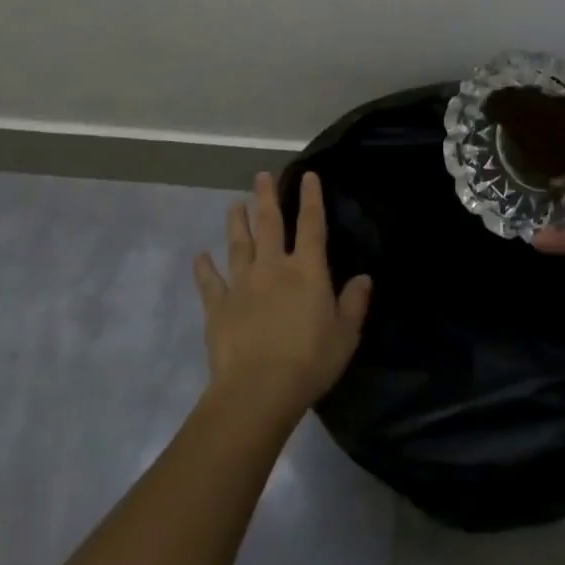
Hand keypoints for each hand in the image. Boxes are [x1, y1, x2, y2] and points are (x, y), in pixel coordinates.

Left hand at [193, 171, 372, 422]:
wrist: (258, 390)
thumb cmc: (310, 361)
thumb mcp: (345, 335)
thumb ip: (354, 303)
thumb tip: (364, 278)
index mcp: (307, 270)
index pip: (312, 225)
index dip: (311, 198)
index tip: (307, 175)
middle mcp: (273, 267)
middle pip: (270, 224)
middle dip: (267, 197)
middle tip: (262, 175)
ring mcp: (242, 284)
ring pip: (239, 244)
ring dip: (237, 222)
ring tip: (234, 204)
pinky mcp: (218, 306)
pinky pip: (210, 281)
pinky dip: (204, 267)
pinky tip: (200, 256)